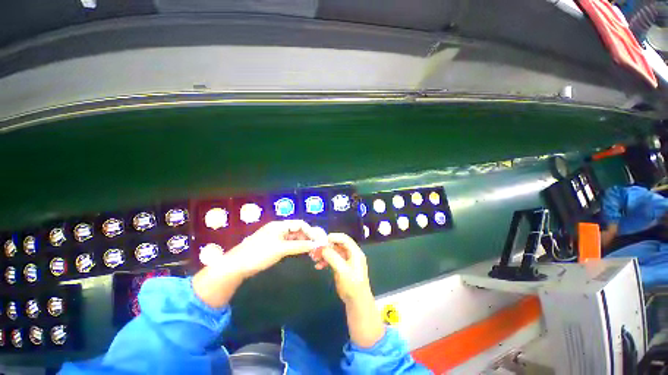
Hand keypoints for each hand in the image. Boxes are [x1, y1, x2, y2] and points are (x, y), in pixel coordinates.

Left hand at [227, 220, 324, 278]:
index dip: (310, 231)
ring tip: (310, 252)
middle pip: (297, 230)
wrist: (236, 266)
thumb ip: (299, 246)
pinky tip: (300, 253)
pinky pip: (288, 244)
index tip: (317, 241)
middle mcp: (279, 229)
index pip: (300, 224)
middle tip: (316, 248)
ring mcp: (275, 237)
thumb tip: (315, 245)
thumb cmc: (259, 254)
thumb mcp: (281, 249)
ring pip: (293, 238)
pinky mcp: (273, 245)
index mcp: (280, 225)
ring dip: (302, 243)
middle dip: (307, 238)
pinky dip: (295, 247)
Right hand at [319, 233, 372, 303]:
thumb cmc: (352, 285)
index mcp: (355, 252)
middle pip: (338, 244)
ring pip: (334, 251)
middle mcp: (351, 253)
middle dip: (326, 246)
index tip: (322, 240)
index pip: (344, 239)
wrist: (356, 302)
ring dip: (324, 254)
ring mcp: (346, 260)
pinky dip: (325, 261)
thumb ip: (332, 257)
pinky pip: (332, 259)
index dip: (333, 237)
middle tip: (316, 249)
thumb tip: (322, 248)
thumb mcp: (342, 270)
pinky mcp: (341, 266)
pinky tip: (318, 266)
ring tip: (315, 258)